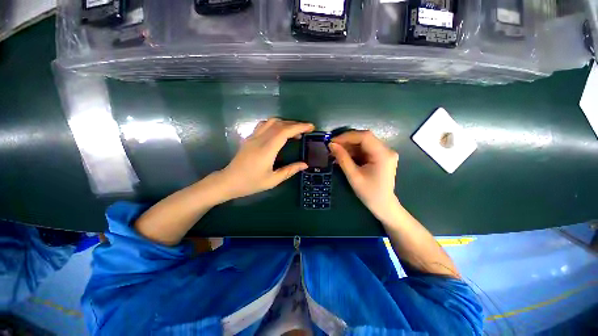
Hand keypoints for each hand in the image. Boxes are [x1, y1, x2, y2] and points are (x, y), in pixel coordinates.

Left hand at [219, 118, 314, 198]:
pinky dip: (275, 124)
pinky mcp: (249, 138)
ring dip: (285, 123)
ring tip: (294, 131)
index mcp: (267, 149)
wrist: (229, 181)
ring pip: (271, 121)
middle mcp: (260, 139)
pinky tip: (279, 132)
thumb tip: (305, 164)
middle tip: (306, 130)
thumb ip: (290, 170)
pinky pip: (263, 125)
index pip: (285, 131)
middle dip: (295, 124)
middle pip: (280, 124)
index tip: (310, 127)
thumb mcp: (273, 180)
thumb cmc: (251, 183)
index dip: (299, 127)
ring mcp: (253, 137)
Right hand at [329, 130, 398, 217]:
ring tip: (335, 151)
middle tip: (332, 146)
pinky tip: (344, 155)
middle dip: (347, 141)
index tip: (332, 141)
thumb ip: (343, 159)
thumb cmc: (369, 193)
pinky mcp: (380, 157)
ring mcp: (384, 153)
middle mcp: (387, 150)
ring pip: (364, 143)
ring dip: (349, 146)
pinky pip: (365, 149)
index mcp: (383, 155)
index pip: (365, 137)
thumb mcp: (353, 176)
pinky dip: (353, 151)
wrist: (383, 205)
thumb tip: (331, 145)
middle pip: (365, 138)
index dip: (347, 136)